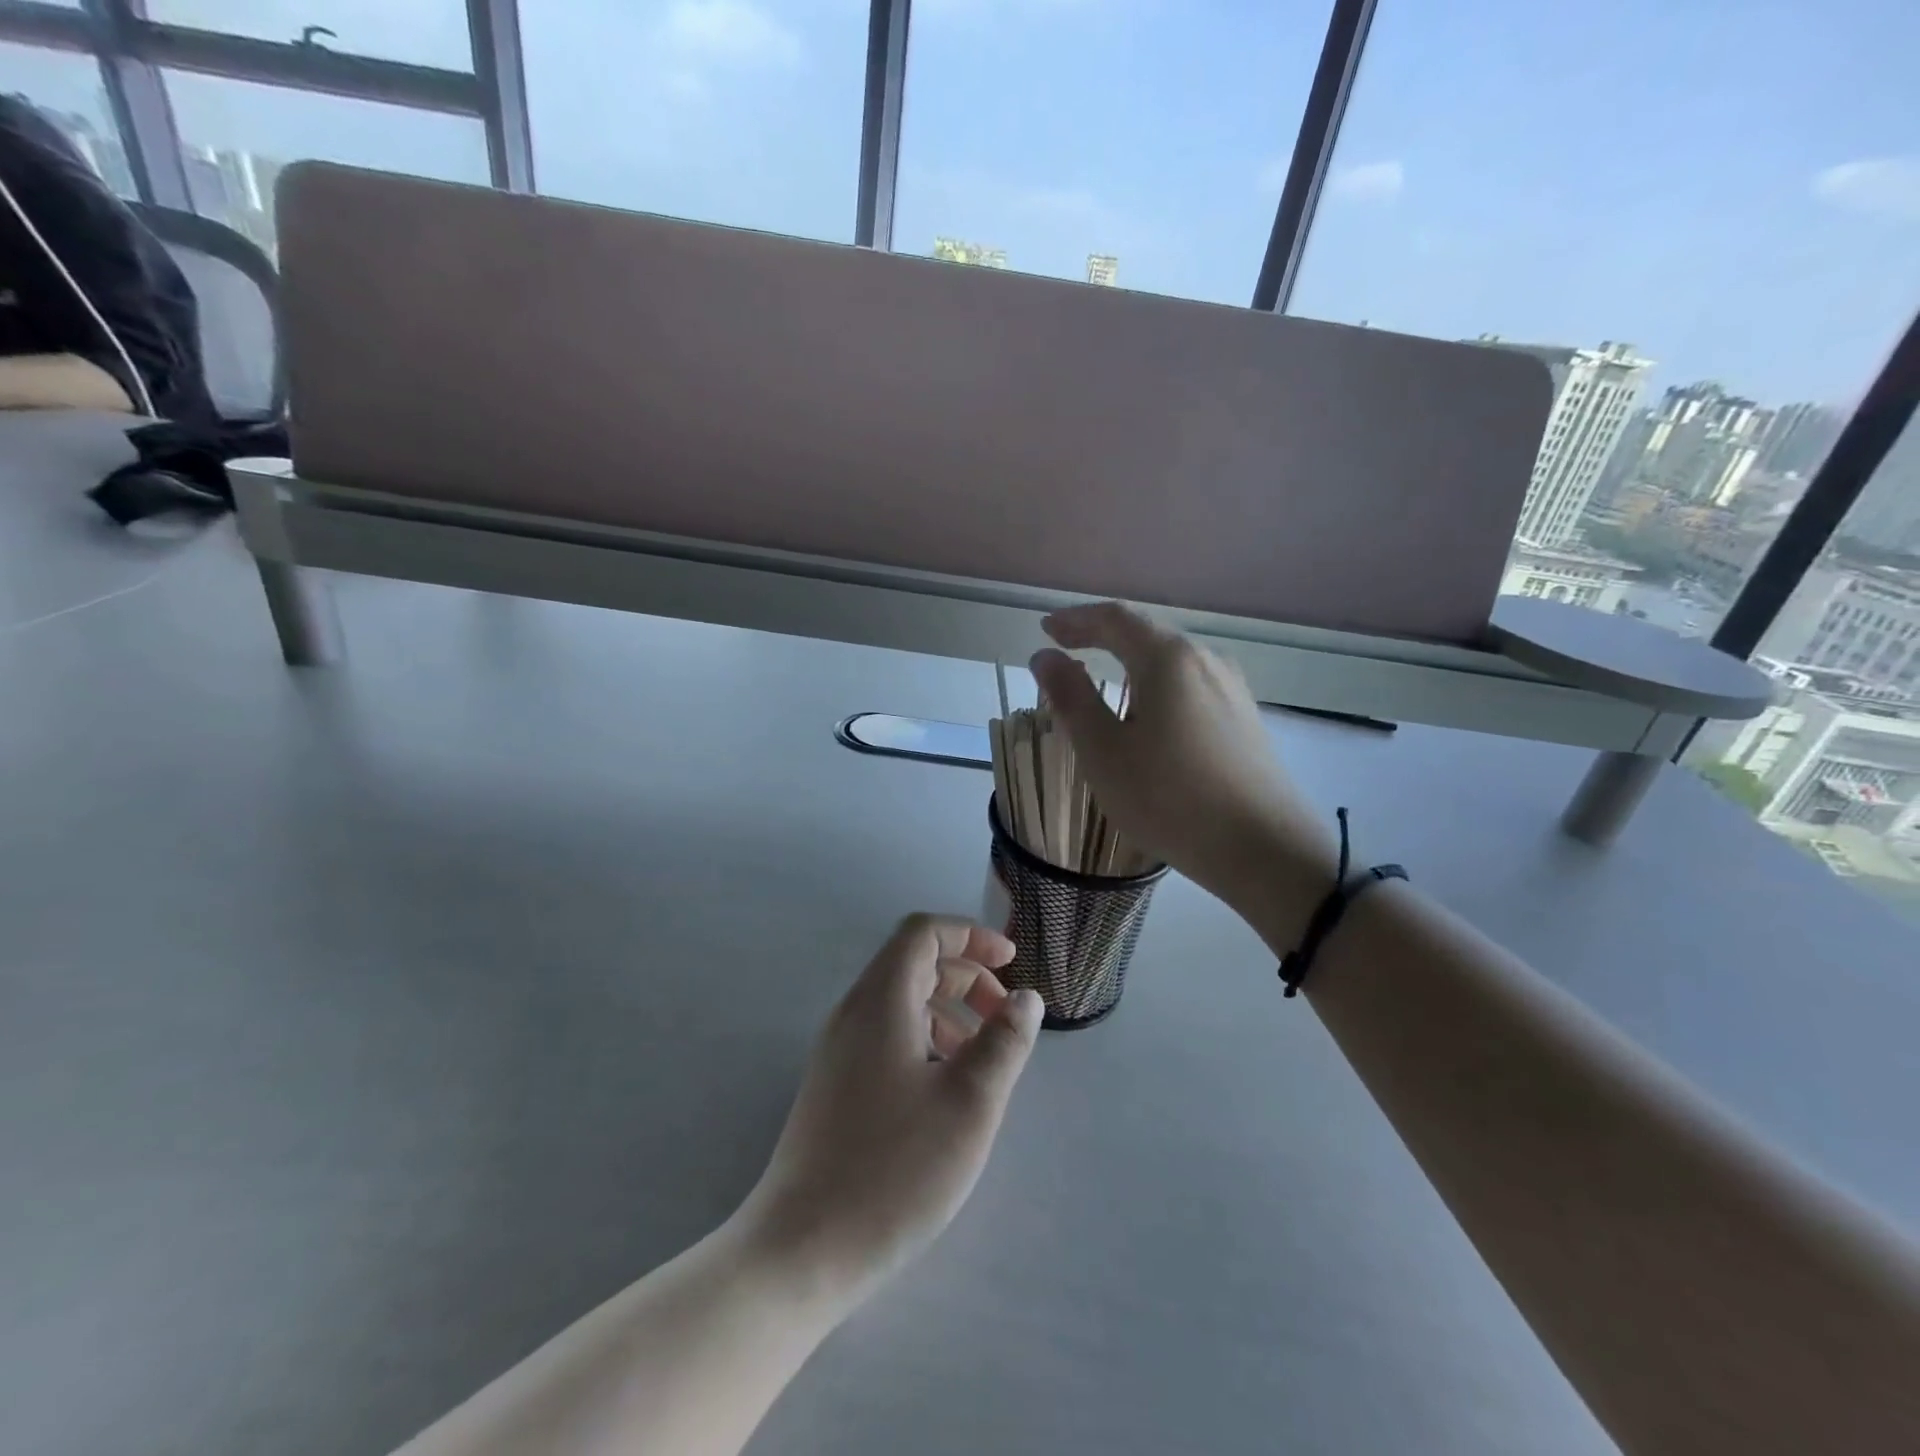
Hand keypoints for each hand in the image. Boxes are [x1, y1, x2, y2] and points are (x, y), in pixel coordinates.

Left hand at [736, 915, 1042, 1306]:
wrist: (802, 1249)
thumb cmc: (895, 1167)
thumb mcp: (969, 1102)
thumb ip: (1004, 1042)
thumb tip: (1026, 998)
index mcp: (881, 999)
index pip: (923, 932)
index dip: (970, 935)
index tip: (1011, 962)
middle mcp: (855, 1013)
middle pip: (914, 964)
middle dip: (967, 976)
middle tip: (1006, 1015)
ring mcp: (839, 1050)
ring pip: (902, 1003)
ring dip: (949, 1010)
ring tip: (984, 1055)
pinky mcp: (836, 1085)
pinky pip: (887, 1036)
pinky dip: (926, 1039)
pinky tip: (947, 1086)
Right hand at [1030, 602, 1334, 920]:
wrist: (1264, 849)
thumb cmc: (1170, 798)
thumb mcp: (1104, 751)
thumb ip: (1071, 698)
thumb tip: (1045, 657)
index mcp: (1168, 658)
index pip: (1115, 619)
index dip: (1075, 619)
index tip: (1045, 629)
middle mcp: (1205, 660)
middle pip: (1146, 634)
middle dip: (1101, 637)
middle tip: (1066, 650)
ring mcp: (1232, 689)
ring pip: (1171, 662)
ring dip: (1130, 663)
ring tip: (1101, 683)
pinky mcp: (1244, 719)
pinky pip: (1190, 687)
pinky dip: (1156, 687)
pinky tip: (1149, 716)